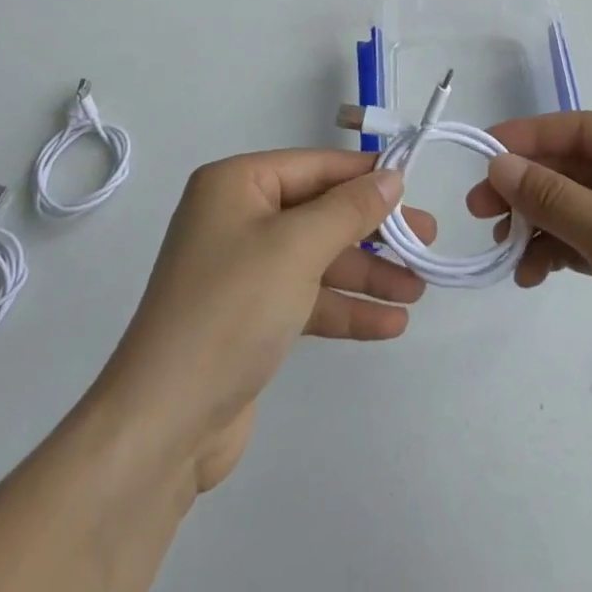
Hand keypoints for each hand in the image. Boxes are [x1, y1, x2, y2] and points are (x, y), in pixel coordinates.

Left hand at [90, 149, 435, 492]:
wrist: (164, 425)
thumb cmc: (231, 309)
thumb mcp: (297, 248)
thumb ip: (350, 209)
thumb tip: (392, 176)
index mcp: (237, 184)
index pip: (315, 167)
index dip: (366, 175)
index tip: (416, 183)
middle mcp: (238, 217)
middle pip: (320, 213)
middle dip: (373, 230)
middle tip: (427, 241)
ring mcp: (243, 269)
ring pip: (318, 258)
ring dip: (367, 273)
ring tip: (418, 288)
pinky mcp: (251, 317)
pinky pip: (308, 298)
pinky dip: (345, 307)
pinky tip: (390, 324)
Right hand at [467, 112, 591, 453]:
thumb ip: (552, 195)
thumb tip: (498, 163)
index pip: (582, 129)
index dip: (531, 136)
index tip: (484, 151)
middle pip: (574, 168)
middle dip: (526, 186)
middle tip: (478, 208)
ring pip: (573, 205)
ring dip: (535, 221)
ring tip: (502, 247)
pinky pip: (582, 240)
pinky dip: (553, 251)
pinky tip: (529, 274)